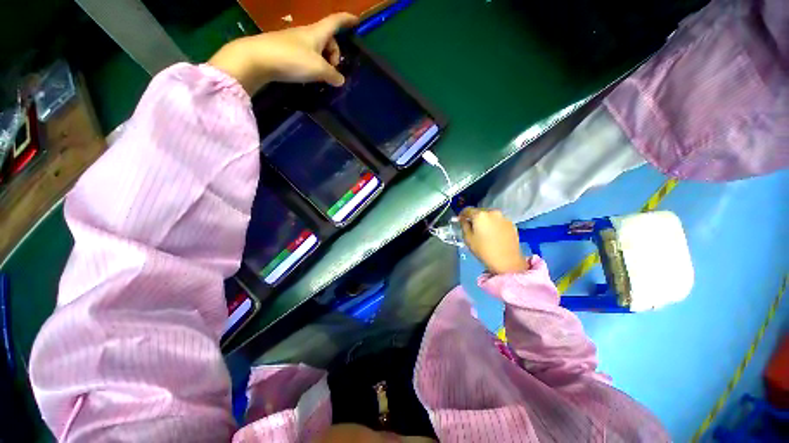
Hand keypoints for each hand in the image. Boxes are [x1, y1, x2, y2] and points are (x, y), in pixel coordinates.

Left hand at [208, 13, 358, 94]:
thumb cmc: (293, 59)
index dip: (347, 20)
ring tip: (322, 77)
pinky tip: (310, 76)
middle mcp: (307, 34)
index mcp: (317, 33)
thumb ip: (333, 75)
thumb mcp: (319, 69)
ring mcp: (295, 42)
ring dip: (324, 61)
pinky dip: (313, 64)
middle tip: (333, 71)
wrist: (258, 59)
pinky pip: (307, 55)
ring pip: (317, 48)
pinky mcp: (286, 51)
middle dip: (335, 54)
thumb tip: (340, 80)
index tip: (356, 21)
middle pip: (328, 39)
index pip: (335, 21)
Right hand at [459, 207, 529, 274]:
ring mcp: (503, 217)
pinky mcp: (511, 223)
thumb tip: (463, 220)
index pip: (467, 210)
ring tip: (483, 231)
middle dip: (474, 217)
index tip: (460, 220)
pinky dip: (494, 224)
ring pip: (490, 216)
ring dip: (485, 221)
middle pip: (479, 211)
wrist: (507, 261)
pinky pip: (498, 221)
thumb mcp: (468, 239)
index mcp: (480, 215)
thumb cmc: (484, 250)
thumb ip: (464, 226)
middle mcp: (492, 212)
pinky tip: (493, 234)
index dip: (461, 214)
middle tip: (471, 226)